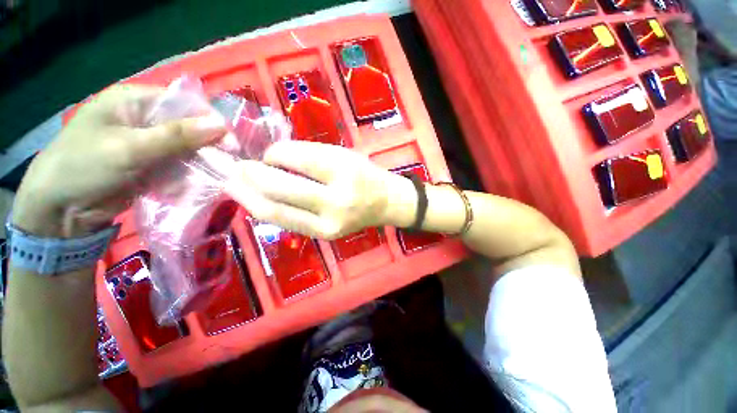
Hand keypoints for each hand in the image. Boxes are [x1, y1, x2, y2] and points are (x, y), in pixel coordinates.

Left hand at [12, 85, 227, 237]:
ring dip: (199, 164)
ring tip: (207, 179)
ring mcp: (150, 142)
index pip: (185, 104)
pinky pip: (180, 165)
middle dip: (207, 147)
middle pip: (189, 127)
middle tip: (224, 165)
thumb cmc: (84, 166)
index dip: (210, 121)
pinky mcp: (152, 163)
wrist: (60, 208)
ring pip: (188, 149)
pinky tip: (183, 187)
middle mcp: (145, 118)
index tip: (230, 144)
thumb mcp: (129, 148)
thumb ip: (176, 136)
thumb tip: (221, 126)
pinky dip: (187, 177)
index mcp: (135, 101)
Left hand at [229, 141, 416, 238]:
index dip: (274, 154)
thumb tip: (270, 157)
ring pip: (276, 212)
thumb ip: (307, 155)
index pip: (297, 159)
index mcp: (344, 172)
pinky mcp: (323, 237)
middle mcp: (336, 201)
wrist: (383, 203)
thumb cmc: (364, 174)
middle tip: (233, 166)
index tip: (268, 153)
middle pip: (279, 188)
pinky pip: (286, 223)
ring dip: (247, 197)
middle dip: (250, 175)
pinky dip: (265, 210)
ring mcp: (328, 224)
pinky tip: (251, 200)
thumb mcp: (341, 155)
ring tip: (230, 184)